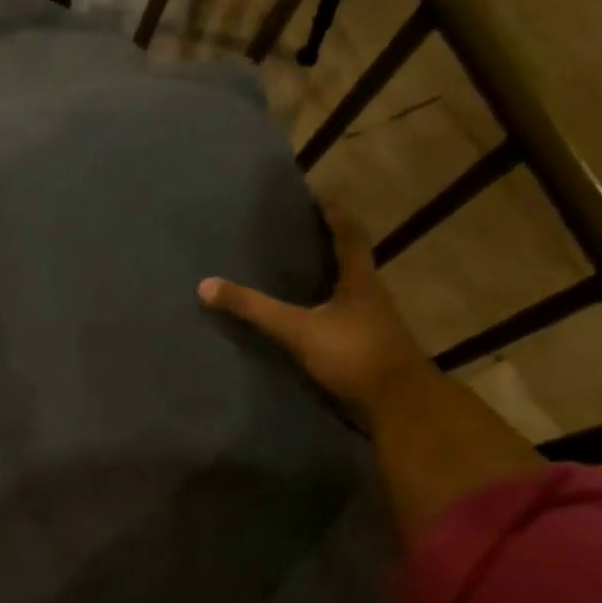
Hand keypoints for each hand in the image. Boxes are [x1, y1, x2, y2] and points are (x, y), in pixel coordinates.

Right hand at [199, 203, 432, 415]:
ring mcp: (371, 324)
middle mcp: (370, 296)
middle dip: (329, 245)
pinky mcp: (366, 348)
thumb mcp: (297, 329)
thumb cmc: (352, 354)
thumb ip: (254, 308)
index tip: (319, 198)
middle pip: (351, 261)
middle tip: (300, 233)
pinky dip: (324, 310)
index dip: (335, 216)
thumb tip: (205, 285)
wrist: (396, 403)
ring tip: (298, 273)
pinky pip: (342, 318)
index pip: (349, 237)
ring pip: (348, 291)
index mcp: (360, 281)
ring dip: (327, 278)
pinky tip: (306, 318)